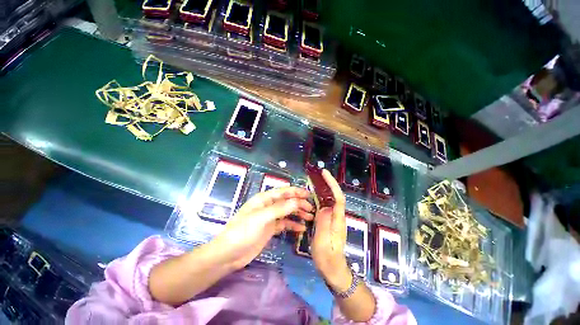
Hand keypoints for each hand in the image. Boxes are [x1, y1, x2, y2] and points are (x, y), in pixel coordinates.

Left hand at [212, 187, 313, 269]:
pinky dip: (293, 225)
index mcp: (264, 199)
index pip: (283, 192)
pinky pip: (284, 224)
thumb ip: (280, 209)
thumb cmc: (243, 232)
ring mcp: (269, 218)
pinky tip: (301, 229)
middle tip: (311, 209)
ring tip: (310, 218)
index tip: (309, 195)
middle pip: (287, 202)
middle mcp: (268, 206)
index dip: (296, 192)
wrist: (229, 254)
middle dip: (299, 204)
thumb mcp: (261, 218)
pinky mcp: (270, 229)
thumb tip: (297, 201)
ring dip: (298, 214)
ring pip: (287, 212)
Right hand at [311, 170, 351, 291]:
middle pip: (335, 196)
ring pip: (330, 200)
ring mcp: (334, 219)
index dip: (332, 184)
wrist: (333, 269)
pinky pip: (325, 206)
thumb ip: (324, 223)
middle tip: (317, 174)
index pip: (338, 197)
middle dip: (328, 183)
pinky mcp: (329, 221)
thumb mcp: (323, 241)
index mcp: (338, 219)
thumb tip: (324, 207)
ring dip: (323, 189)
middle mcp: (338, 216)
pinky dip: (320, 198)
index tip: (324, 173)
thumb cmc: (327, 257)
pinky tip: (312, 196)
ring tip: (314, 181)